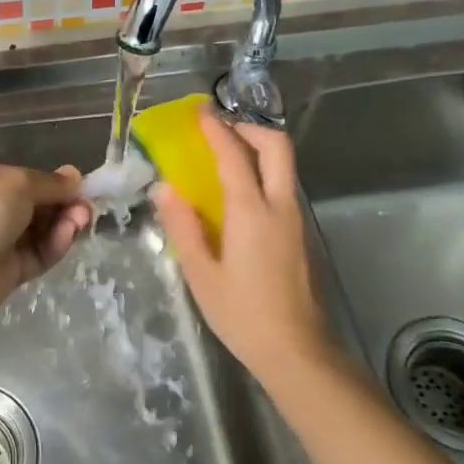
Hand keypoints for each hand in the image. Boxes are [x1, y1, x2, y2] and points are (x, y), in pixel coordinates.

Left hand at [0, 160, 92, 324]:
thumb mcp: (16, 183)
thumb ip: (50, 182)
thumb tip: (75, 177)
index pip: (19, 176)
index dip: (50, 181)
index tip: (80, 186)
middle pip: (31, 204)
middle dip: (61, 204)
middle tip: (86, 207)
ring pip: (36, 230)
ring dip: (62, 224)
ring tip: (82, 221)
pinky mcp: (4, 273)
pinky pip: (35, 255)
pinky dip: (53, 245)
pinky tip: (68, 236)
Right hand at [153, 110, 335, 377]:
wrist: (296, 351)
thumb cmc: (242, 314)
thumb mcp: (201, 273)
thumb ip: (183, 226)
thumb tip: (165, 188)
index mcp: (252, 211)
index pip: (234, 155)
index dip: (216, 129)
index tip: (200, 113)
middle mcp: (280, 206)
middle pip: (277, 146)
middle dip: (249, 128)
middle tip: (220, 130)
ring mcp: (295, 219)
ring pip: (284, 166)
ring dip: (258, 148)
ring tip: (224, 155)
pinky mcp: (299, 234)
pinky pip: (282, 186)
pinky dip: (262, 172)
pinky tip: (237, 193)